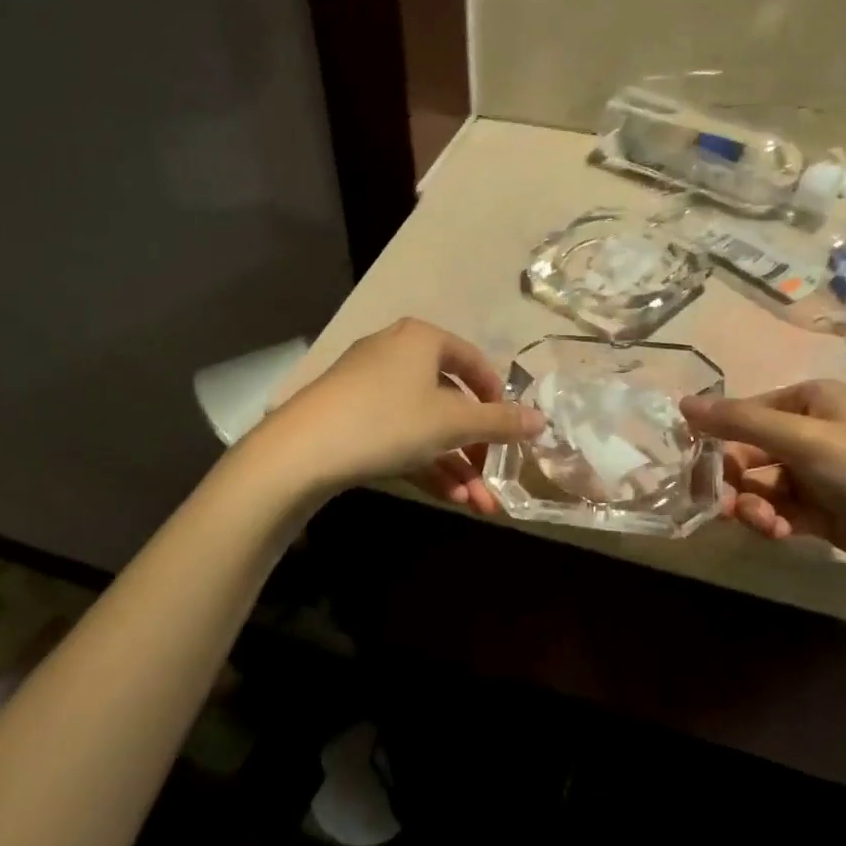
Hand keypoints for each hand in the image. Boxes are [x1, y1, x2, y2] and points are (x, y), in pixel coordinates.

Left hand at [252, 319, 543, 511]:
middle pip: (451, 401)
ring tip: (479, 505)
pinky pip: (401, 436)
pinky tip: (449, 498)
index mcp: (422, 340)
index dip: (498, 398)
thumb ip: (500, 422)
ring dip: (456, 466)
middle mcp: (397, 354)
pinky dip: (426, 464)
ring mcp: (371, 386)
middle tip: (495, 481)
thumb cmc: (388, 421)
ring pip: (427, 426)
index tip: (512, 431)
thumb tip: (543, 420)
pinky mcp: (352, 417)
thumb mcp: (452, 423)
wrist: (302, 450)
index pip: (474, 361)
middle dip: (477, 449)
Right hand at [680, 381, 845, 609]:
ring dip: (754, 505)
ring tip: (764, 524)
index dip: (716, 439)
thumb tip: (681, 404)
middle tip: (722, 505)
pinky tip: (780, 534)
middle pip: (749, 452)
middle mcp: (813, 431)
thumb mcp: (803, 440)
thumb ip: (739, 422)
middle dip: (735, 480)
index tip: (692, 467)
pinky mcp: (826, 512)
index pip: (745, 413)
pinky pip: (782, 510)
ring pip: (762, 485)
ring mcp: (820, 474)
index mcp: (810, 400)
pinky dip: (774, 521)